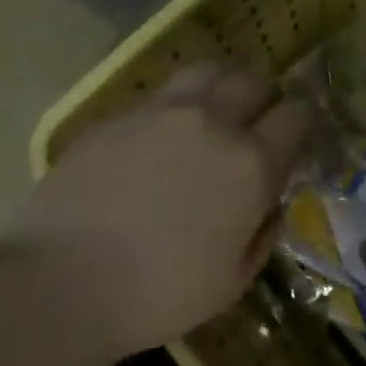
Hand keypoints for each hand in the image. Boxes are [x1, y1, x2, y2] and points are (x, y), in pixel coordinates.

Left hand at [7, 63, 313, 362]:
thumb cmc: (158, 294)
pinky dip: (177, 106)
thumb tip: (269, 203)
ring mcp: (158, 112)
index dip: (303, 125)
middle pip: (254, 81)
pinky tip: (162, 137)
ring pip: (207, 72)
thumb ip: (262, 233)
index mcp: (250, 164)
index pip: (296, 116)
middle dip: (267, 98)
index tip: (296, 142)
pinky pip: (160, 95)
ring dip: (223, 86)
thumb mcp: (233, 281)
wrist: (62, 281)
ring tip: (216, 112)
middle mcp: (211, 122)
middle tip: (259, 123)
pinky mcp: (115, 115)